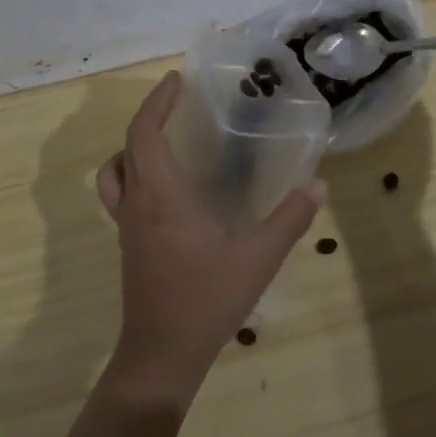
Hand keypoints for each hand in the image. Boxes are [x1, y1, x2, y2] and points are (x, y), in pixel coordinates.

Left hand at [96, 72, 326, 404]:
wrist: (160, 356)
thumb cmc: (205, 301)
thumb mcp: (257, 260)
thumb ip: (289, 220)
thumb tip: (319, 184)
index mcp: (161, 195)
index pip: (145, 133)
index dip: (157, 102)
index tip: (177, 80)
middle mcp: (137, 202)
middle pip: (130, 144)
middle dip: (150, 114)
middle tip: (179, 98)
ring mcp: (127, 224)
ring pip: (115, 170)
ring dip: (134, 145)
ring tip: (166, 138)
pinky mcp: (128, 242)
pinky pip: (121, 192)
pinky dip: (134, 172)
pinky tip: (167, 187)